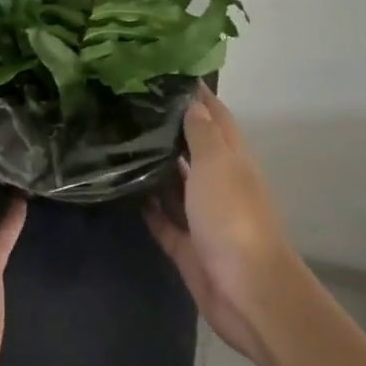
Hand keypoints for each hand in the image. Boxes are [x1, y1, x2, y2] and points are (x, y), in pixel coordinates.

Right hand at [144, 85, 301, 365]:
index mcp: (232, 160)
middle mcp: (219, 183)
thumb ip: (203, 134)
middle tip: (129, 107)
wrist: (248, 292)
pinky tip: (121, 191)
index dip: (196, 96)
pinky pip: (163, 220)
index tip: (166, 74)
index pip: (215, 117)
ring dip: (154, 166)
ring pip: (176, 184)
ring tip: (118, 141)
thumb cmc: (233, 219)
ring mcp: (203, 216)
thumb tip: (192, 103)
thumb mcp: (218, 165)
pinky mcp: (187, 246)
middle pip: (194, 149)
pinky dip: (147, 206)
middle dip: (169, 128)